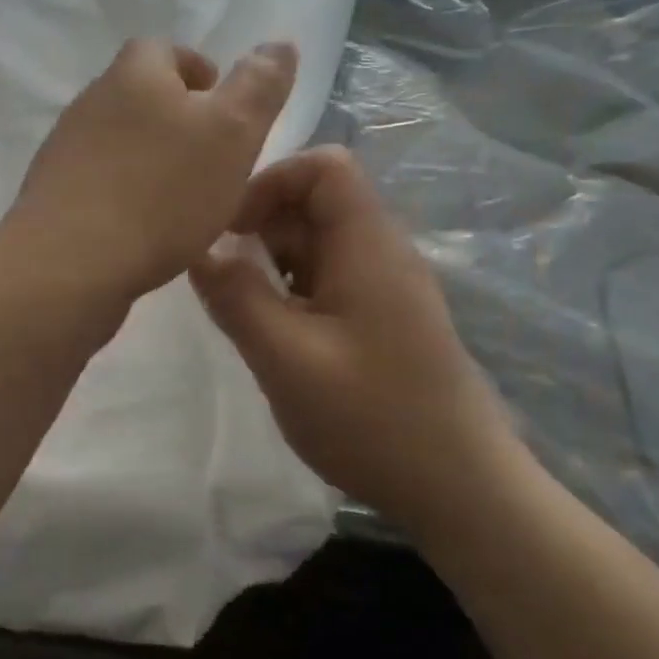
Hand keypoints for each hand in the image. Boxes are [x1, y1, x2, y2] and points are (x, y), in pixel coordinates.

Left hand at [0, 38, 296, 306]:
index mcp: (133, 73)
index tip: (220, 103)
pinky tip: (145, 227)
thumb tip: (279, 44)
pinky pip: (99, 180)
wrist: (69, 263)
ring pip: (119, 139)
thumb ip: (258, 87)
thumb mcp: (231, 133)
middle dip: (176, 116)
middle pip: (139, 94)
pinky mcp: (53, 193)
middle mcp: (91, 101)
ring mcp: (65, 148)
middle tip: (212, 154)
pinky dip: (126, 191)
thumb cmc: (160, 192)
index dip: (196, 70)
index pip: (164, 50)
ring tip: (184, 196)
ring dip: (151, 157)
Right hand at [189, 146, 517, 532]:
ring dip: (272, 263)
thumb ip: (236, 297)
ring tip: (243, 310)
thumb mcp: (286, 358)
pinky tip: (274, 335)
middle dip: (262, 227)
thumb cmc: (373, 418)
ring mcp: (383, 287)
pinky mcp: (381, 318)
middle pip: (315, 203)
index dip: (271, 181)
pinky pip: (326, 279)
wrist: (461, 492)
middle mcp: (379, 252)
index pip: (323, 166)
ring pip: (316, 243)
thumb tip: (197, 251)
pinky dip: (290, 290)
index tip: (231, 229)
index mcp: (367, 245)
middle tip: (223, 276)